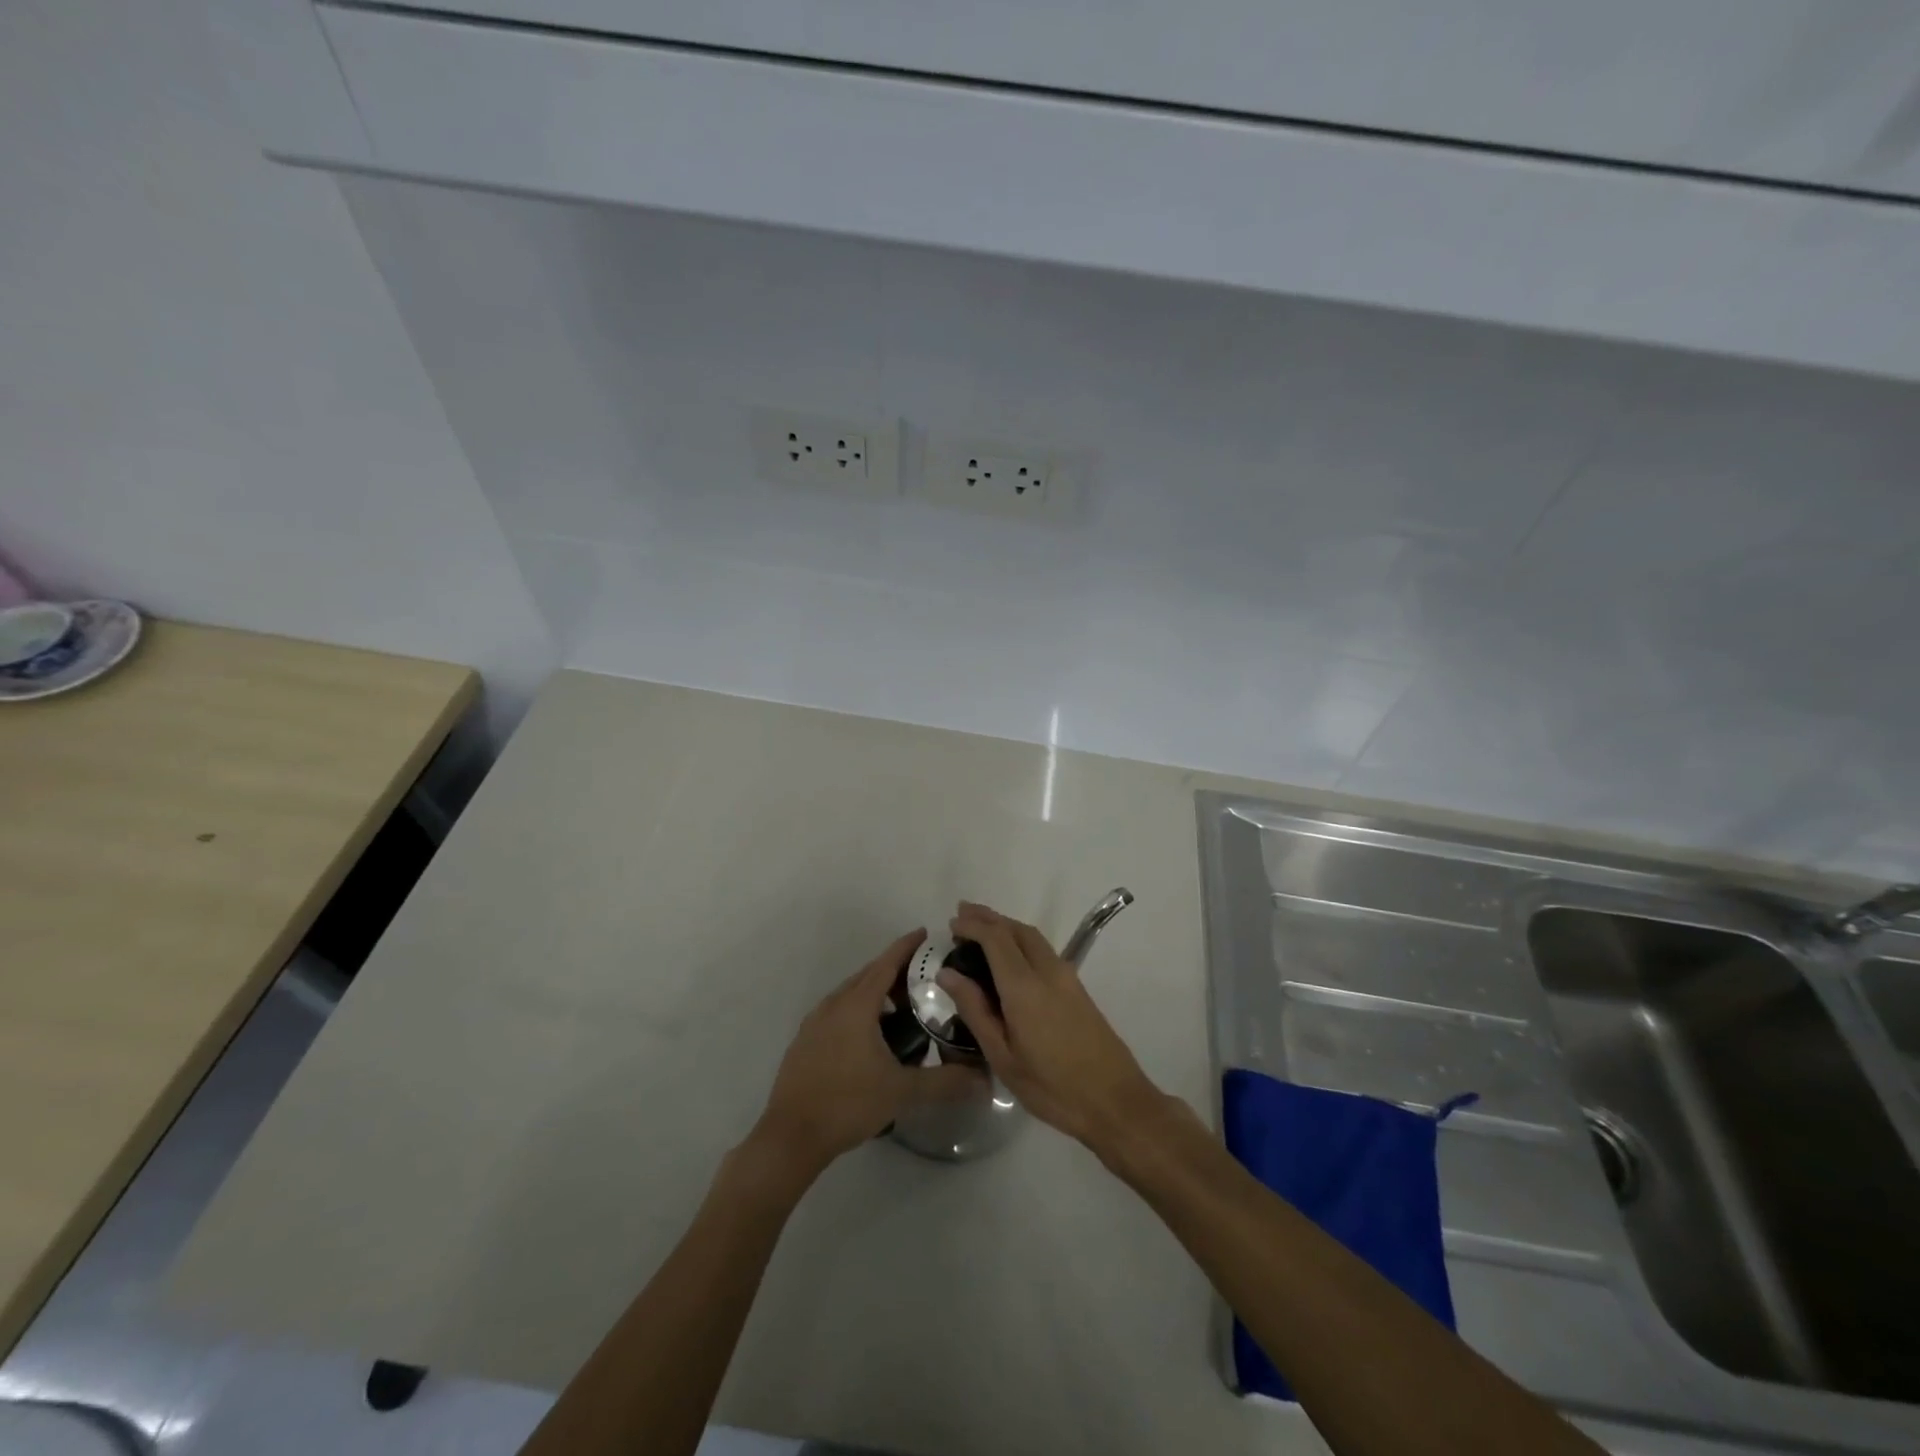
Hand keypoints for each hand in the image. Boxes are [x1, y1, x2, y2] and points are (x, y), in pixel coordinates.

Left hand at [753, 929, 983, 1177]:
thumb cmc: (848, 1103)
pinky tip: (871, 1038)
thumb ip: (944, 1082)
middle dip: (894, 970)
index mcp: (856, 1006)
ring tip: (902, 1009)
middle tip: (923, 978)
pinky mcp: (805, 1041)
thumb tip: (984, 1080)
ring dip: (875, 992)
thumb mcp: (902, 1092)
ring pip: (850, 994)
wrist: (790, 1136)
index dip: (906, 947)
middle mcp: (833, 1005)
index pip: (886, 964)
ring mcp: (815, 1023)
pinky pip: (837, 1012)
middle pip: (868, 975)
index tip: (924, 933)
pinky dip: (858, 1011)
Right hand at [938, 902, 1166, 1156]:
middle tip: (961, 915)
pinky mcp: (1077, 988)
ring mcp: (1067, 977)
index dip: (972, 925)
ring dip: (1006, 926)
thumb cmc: (1052, 1087)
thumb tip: (948, 974)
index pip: (996, 938)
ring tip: (980, 928)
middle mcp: (1048, 971)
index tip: (951, 924)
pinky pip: (1043, 950)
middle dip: (988, 917)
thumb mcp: (1003, 1057)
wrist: (1115, 1101)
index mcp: (1025, 987)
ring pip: (1033, 936)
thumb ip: (975, 1010)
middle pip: (1017, 929)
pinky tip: (1009, 956)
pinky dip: (1020, 940)